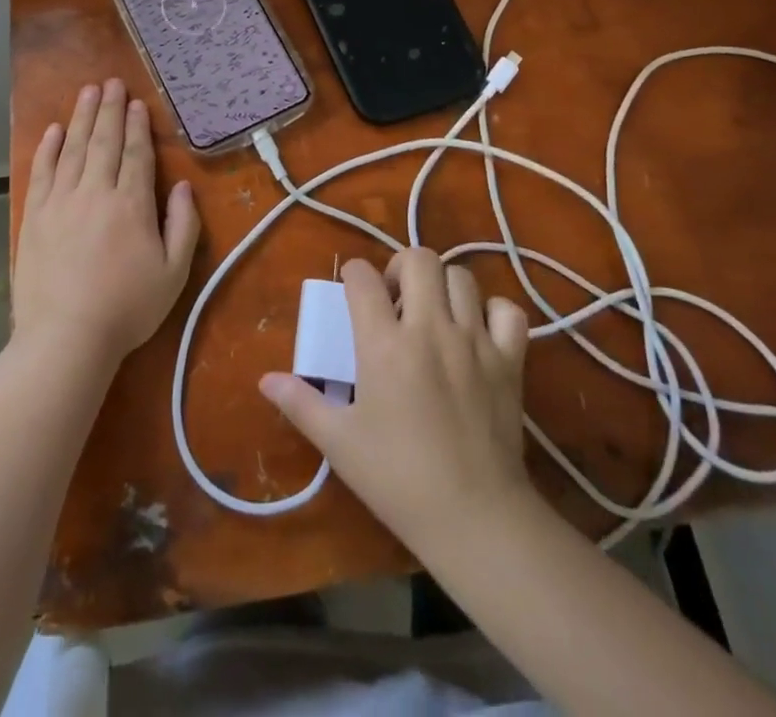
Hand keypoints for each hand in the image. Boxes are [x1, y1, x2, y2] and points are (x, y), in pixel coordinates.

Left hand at [14, 79, 200, 370]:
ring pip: (73, 149)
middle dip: (109, 109)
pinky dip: (48, 148)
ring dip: (82, 118)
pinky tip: (54, 130)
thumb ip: (183, 224)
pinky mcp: (35, 216)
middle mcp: (95, 192)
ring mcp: (61, 202)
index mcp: (131, 204)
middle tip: (112, 82)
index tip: (137, 103)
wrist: (66, 338)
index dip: (137, 126)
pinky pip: (42, 172)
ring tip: (88, 92)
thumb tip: (183, 186)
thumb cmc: (127, 308)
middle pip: (103, 141)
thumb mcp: (173, 272)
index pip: (135, 153)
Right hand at [259, 248, 532, 548]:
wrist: (475, 518)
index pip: (362, 278)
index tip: (352, 293)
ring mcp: (474, 340)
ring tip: (433, 312)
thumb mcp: (339, 442)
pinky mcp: (509, 360)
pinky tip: (478, 331)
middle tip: (395, 297)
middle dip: (401, 266)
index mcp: (384, 343)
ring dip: (443, 285)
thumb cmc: (398, 478)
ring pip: (462, 276)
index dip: (352, 275)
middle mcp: (430, 328)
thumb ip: (300, 403)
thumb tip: (266, 380)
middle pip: (418, 258)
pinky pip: (508, 311)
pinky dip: (493, 311)